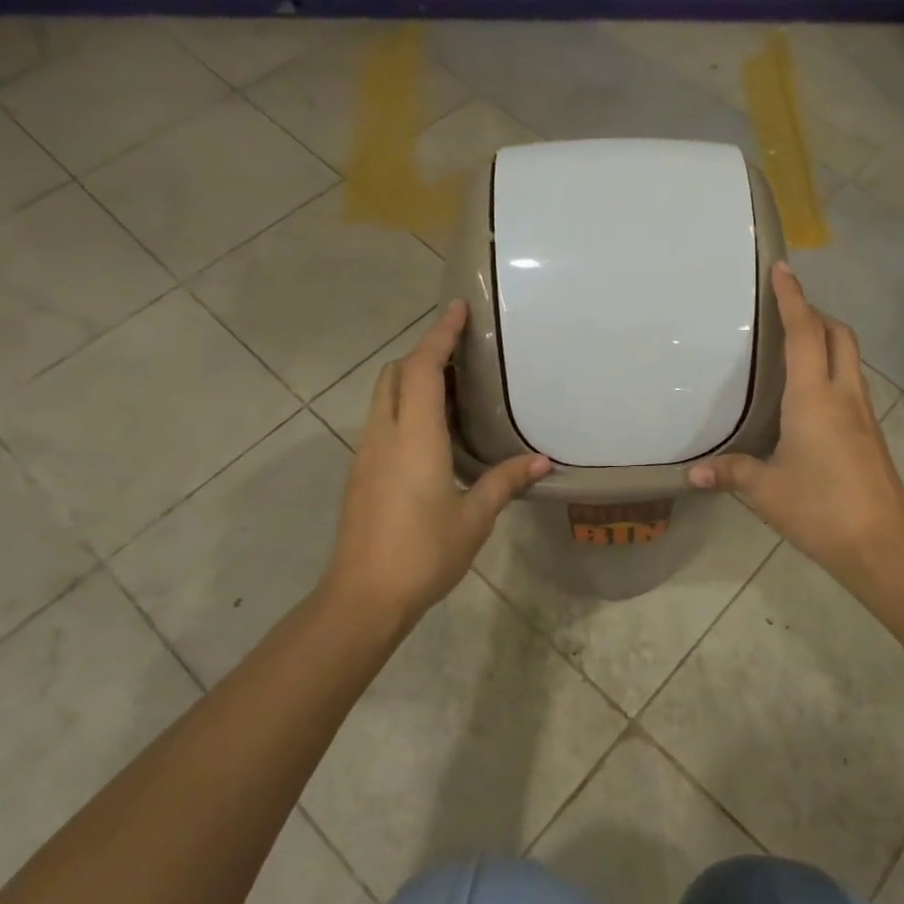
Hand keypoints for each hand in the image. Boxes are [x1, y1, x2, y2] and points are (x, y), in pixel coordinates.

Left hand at [322, 301, 549, 631]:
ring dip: (413, 378)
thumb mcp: (473, 518)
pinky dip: (406, 405)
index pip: (424, 368)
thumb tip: (542, 461)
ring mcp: (367, 452)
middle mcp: (385, 434)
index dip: (439, 334)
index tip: (457, 307)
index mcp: (414, 436)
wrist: (362, 596)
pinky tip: (433, 430)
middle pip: (396, 373)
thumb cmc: (423, 552)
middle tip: (462, 350)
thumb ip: (505, 482)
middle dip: (424, 351)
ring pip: (385, 395)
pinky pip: (383, 419)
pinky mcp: (361, 471)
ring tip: (454, 386)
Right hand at [689, 263, 903, 588]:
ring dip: (827, 338)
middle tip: (786, 311)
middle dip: (815, 313)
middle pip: (838, 335)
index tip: (783, 269)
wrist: (882, 544)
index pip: (805, 333)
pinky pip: (851, 381)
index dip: (793, 298)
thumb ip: (729, 474)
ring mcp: (863, 413)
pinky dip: (832, 367)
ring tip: (795, 345)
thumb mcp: (765, 491)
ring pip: (849, 357)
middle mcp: (843, 395)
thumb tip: (692, 473)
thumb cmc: (819, 508)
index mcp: (814, 397)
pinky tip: (811, 394)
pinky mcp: (871, 432)